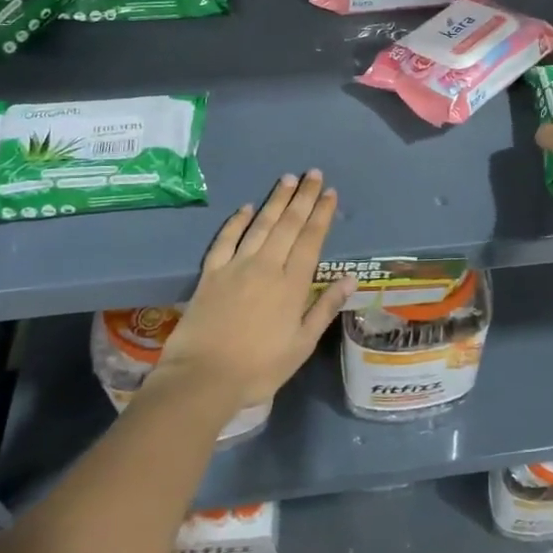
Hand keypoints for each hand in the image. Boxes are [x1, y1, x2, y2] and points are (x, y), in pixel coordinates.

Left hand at [156, 172, 355, 411]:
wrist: (202, 378)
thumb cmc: (259, 368)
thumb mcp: (301, 345)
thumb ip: (324, 308)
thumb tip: (350, 278)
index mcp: (292, 285)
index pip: (311, 240)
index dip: (321, 214)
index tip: (330, 193)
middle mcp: (266, 266)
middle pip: (288, 224)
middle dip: (303, 197)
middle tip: (313, 173)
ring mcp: (236, 267)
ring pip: (260, 225)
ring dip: (275, 201)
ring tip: (287, 179)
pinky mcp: (211, 274)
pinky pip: (225, 240)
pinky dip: (237, 222)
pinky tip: (246, 208)